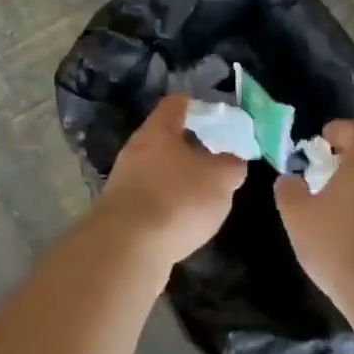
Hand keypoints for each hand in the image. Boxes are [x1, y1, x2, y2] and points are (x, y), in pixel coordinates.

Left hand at [95, 94, 247, 268]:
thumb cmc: (177, 200)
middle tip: (217, 159)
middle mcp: (136, 149)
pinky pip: (150, 197)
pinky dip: (167, 204)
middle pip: (165, 137)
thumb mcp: (220, 180)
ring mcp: (124, 181)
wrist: (126, 249)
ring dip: (178, 178)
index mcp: (158, 130)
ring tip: (204, 195)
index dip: (199, 106)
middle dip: (191, 146)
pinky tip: (182, 222)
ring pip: (157, 169)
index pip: (177, 103)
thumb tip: (233, 161)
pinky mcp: (120, 212)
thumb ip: (232, 165)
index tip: (218, 117)